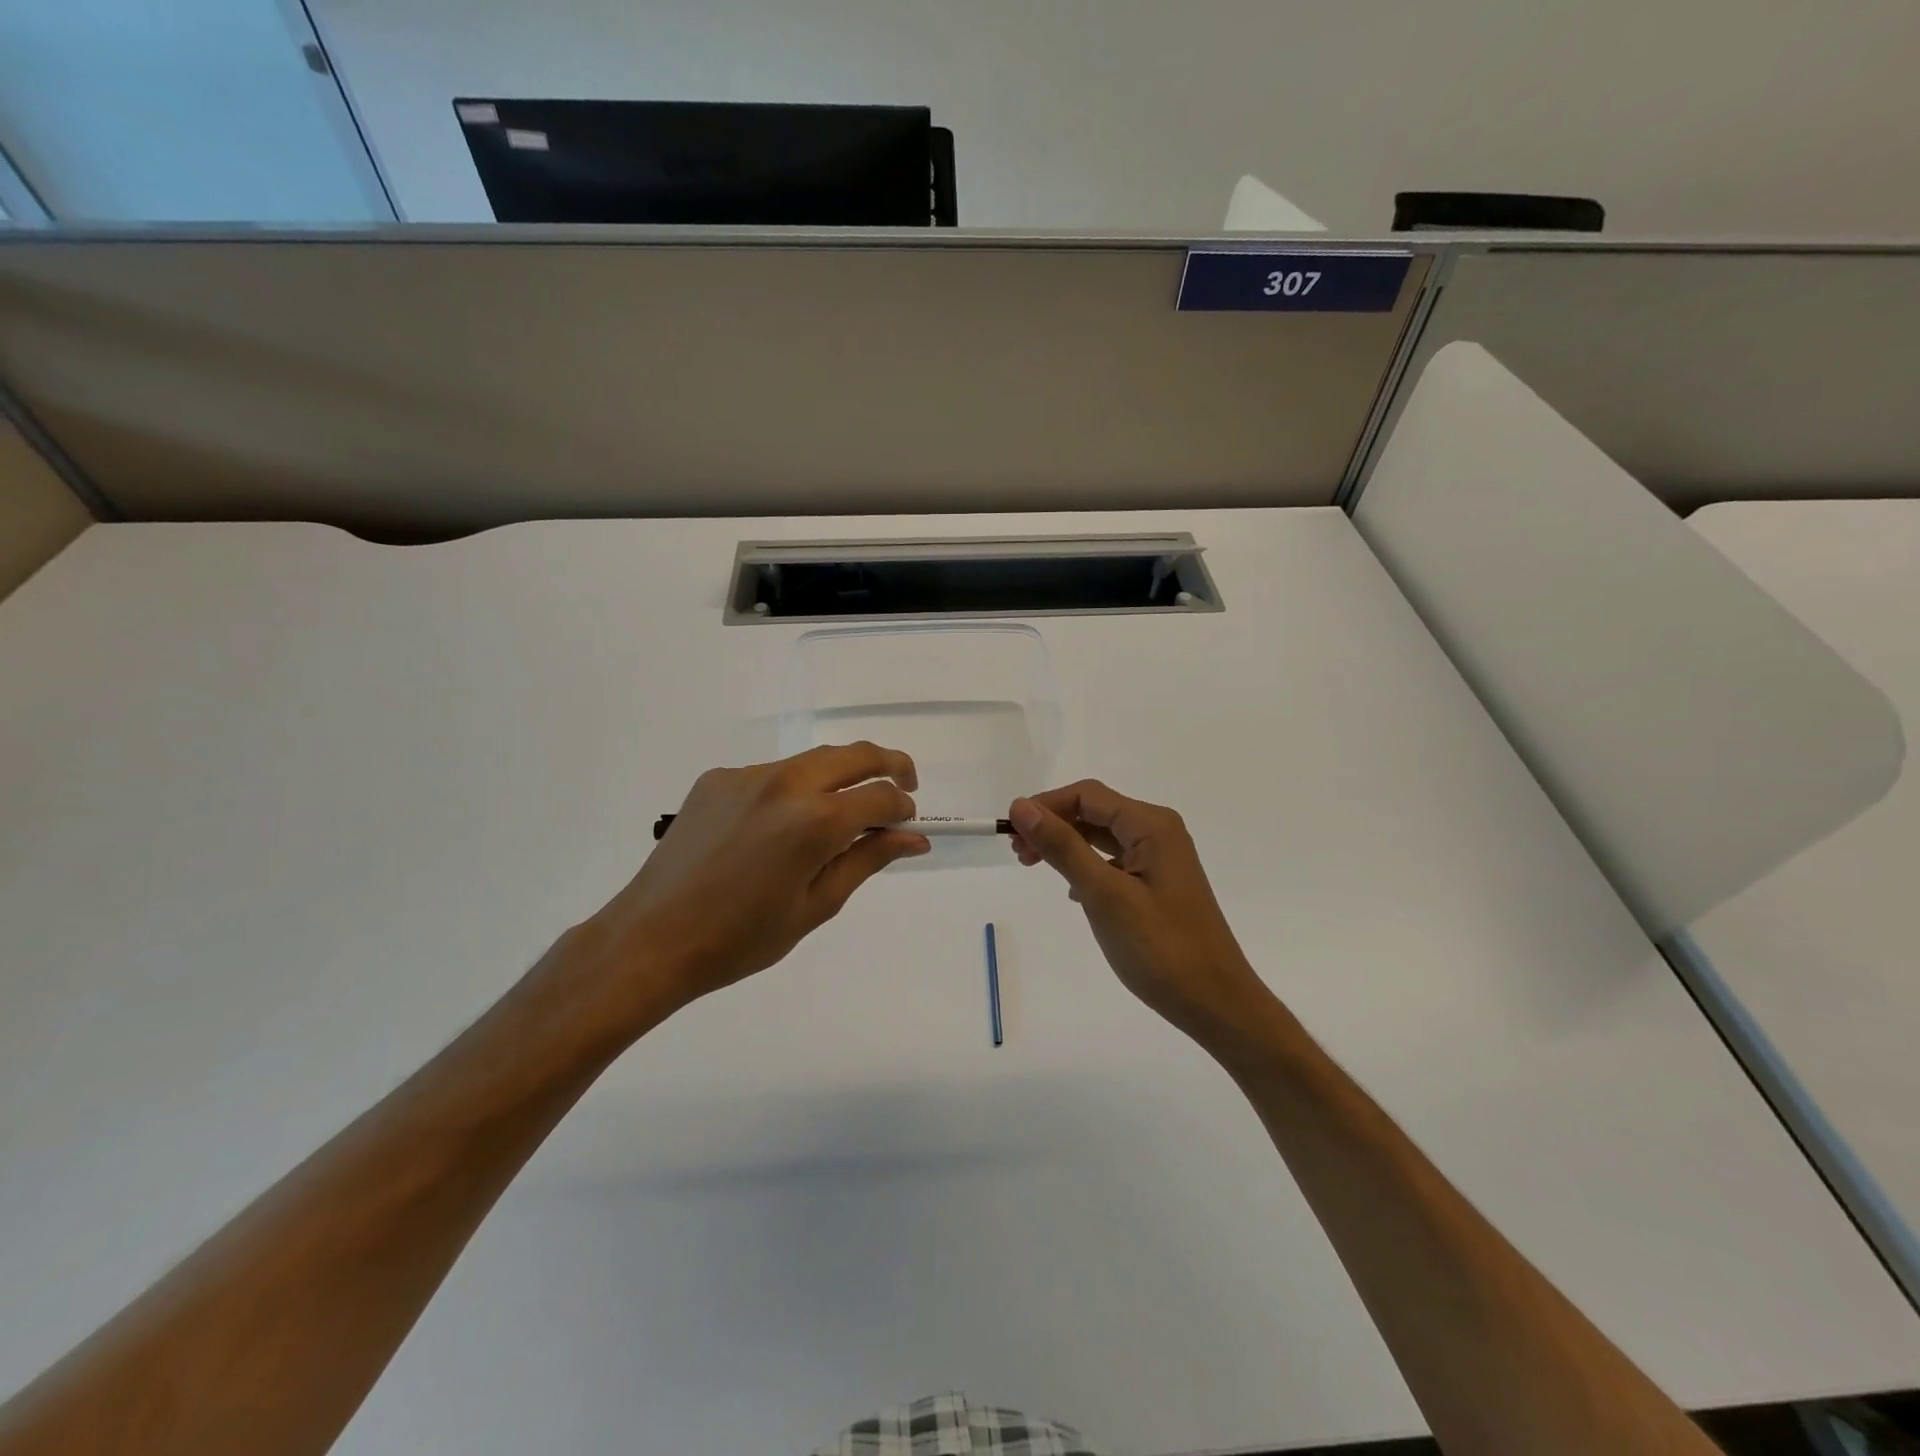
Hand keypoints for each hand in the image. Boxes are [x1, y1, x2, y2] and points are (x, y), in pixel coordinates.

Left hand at [576, 744, 928, 1019]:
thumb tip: (914, 838)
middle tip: (903, 786)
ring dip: (839, 776)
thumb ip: (868, 860)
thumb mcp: (817, 906)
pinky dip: (793, 789)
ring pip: (812, 760)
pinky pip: (771, 774)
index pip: (881, 796)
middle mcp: (785, 783)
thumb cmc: (742, 938)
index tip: (907, 824)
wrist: (652, 939)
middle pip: (854, 754)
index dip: (902, 808)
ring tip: (840, 812)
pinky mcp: (717, 778)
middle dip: (889, 765)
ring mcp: (747, 775)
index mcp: (815, 821)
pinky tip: (779, 827)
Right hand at [1009, 781, 1277, 1049]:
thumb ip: (1063, 847)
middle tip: (1018, 853)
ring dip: (1066, 845)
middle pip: (1094, 811)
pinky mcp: (1157, 884)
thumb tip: (1022, 807)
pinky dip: (1085, 866)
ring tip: (1033, 865)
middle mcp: (1158, 832)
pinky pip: (1113, 861)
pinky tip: (1071, 890)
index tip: (1009, 831)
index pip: (1087, 795)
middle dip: (1053, 825)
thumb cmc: (1160, 949)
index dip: (1045, 805)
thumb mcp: (1104, 895)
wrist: (1215, 1003)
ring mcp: (1160, 859)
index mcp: (1151, 825)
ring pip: (1101, 836)